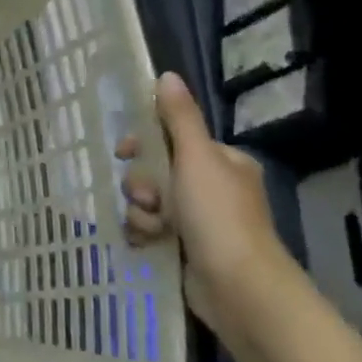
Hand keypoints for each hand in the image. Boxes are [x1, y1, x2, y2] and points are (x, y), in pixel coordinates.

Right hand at [117, 72, 287, 334]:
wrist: (236, 286)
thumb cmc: (218, 215)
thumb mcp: (196, 159)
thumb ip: (179, 119)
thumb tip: (166, 75)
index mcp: (221, 162)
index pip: (171, 140)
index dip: (144, 144)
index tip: (125, 153)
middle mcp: (211, 187)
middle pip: (154, 172)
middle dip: (142, 185)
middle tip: (150, 198)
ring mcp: (198, 220)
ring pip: (147, 202)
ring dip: (141, 212)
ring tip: (155, 228)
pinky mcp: (184, 247)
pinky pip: (148, 228)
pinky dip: (143, 233)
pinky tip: (148, 242)